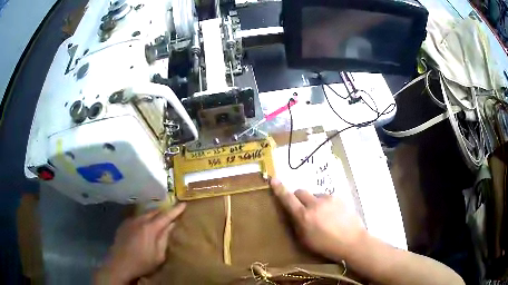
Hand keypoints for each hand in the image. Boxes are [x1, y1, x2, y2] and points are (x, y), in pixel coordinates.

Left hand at [95, 203, 185, 283]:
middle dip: (164, 211)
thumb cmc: (142, 263)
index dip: (176, 210)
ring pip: (145, 213)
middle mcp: (139, 220)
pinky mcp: (124, 224)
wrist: (119, 264)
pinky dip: (144, 218)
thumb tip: (172, 225)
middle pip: (155, 211)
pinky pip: (137, 217)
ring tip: (160, 218)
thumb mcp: (159, 255)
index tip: (184, 204)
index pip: (166, 216)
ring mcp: (130, 221)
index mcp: (150, 228)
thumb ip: (165, 238)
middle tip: (173, 212)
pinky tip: (145, 225)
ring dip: (154, 214)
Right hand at [271, 178, 365, 260]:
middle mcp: (315, 204)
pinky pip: (327, 198)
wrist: (352, 241)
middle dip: (298, 198)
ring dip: (314, 202)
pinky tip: (333, 215)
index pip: (288, 199)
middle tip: (303, 209)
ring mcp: (328, 199)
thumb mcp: (305, 240)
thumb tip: (292, 214)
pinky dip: (325, 204)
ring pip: (315, 195)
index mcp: (304, 216)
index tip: (273, 180)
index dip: (279, 189)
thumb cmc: (327, 246)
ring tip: (323, 216)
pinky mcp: (339, 198)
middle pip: (300, 192)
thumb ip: (297, 224)